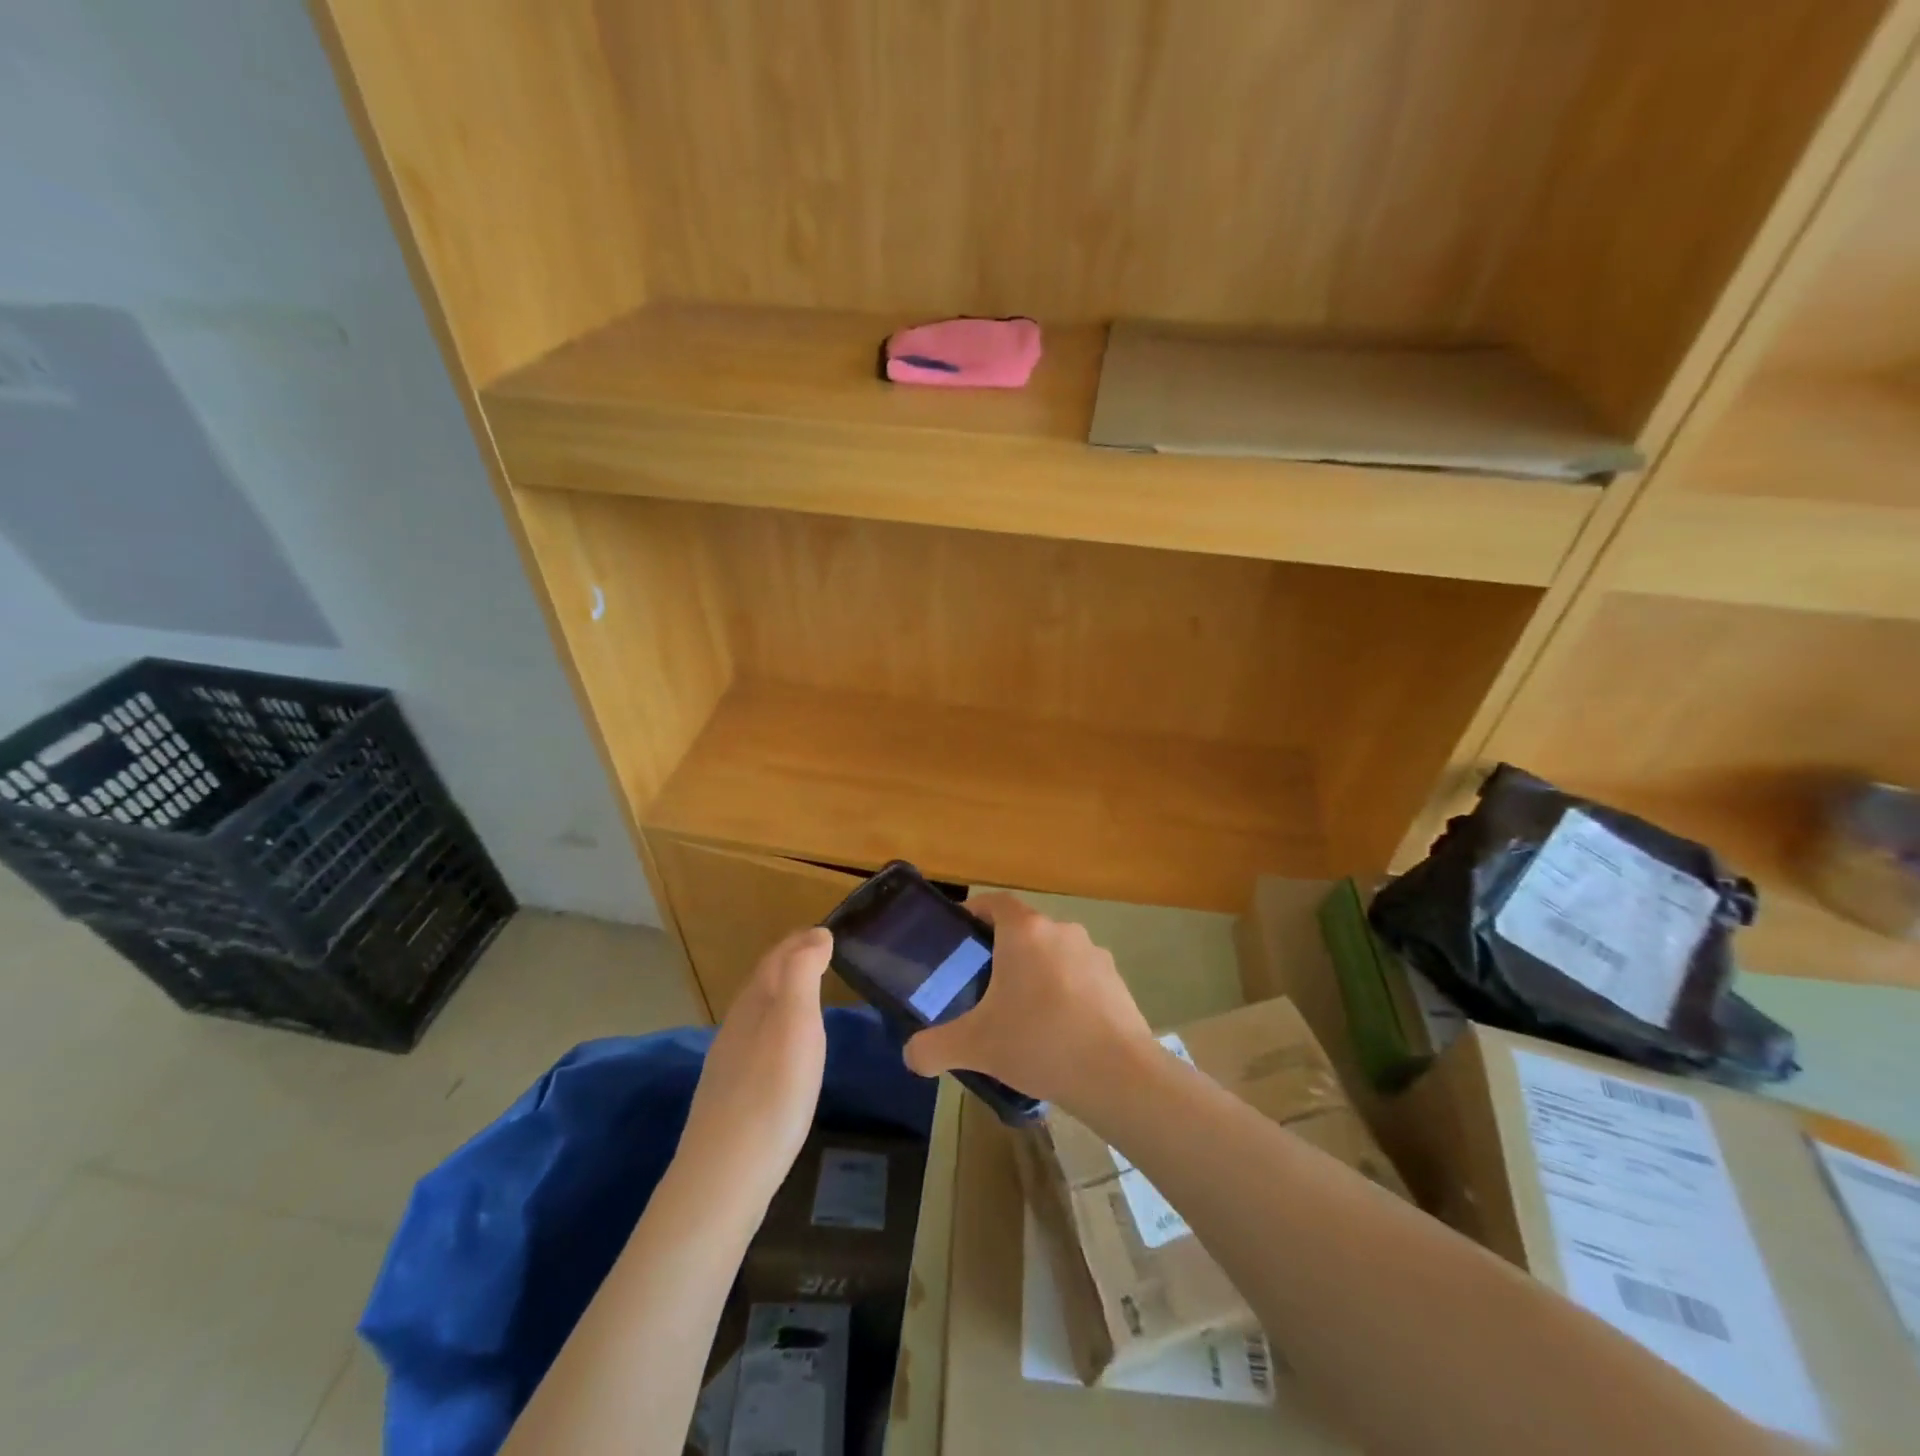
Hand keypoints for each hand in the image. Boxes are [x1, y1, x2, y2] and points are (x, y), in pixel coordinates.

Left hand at [674, 927, 831, 1212]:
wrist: (725, 1177)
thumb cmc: (771, 1092)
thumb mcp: (796, 1023)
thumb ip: (803, 974)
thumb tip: (816, 934)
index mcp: (754, 1003)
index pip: (776, 958)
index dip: (799, 942)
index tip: (826, 931)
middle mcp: (736, 1026)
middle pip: (763, 983)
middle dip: (790, 964)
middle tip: (821, 956)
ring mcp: (729, 1063)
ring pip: (757, 1014)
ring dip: (782, 996)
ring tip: (809, 997)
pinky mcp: (731, 1096)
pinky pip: (757, 1043)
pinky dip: (776, 1029)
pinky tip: (786, 1052)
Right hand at [903, 893, 1154, 1112]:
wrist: (1117, 1074)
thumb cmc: (1039, 1042)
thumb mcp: (974, 1047)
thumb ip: (933, 1048)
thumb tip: (912, 1056)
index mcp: (1024, 932)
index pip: (995, 903)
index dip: (975, 913)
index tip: (961, 936)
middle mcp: (1061, 931)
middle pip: (1024, 930)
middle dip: (1004, 952)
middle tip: (984, 987)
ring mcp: (1094, 953)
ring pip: (1054, 953)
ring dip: (1038, 973)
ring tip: (1024, 1015)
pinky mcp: (1116, 980)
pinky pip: (1080, 977)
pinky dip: (1067, 993)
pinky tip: (1060, 1032)